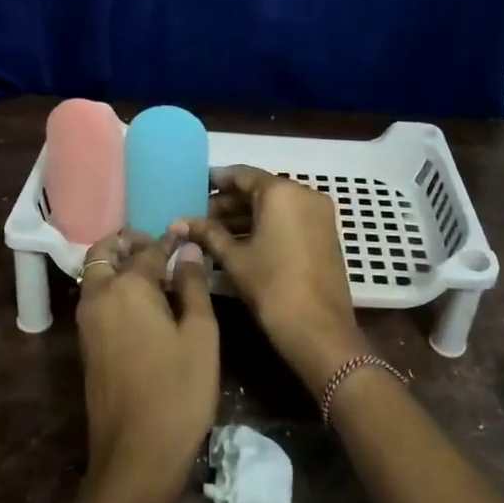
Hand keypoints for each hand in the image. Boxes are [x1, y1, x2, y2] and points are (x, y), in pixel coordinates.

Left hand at [76, 230, 219, 500]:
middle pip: (104, 252)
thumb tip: (187, 253)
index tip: (185, 233)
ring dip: (116, 263)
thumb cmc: (178, 391)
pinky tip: (143, 302)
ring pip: (95, 275)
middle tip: (158, 247)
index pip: (148, 249)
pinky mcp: (86, 344)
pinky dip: (111, 286)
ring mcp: (86, 322)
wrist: (136, 453)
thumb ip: (193, 287)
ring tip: (154, 272)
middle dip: (128, 242)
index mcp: (127, 287)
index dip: (169, 240)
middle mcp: (98, 296)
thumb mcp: (200, 336)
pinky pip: (95, 298)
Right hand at [183, 166, 362, 394]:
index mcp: (281, 191)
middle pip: (259, 189)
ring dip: (245, 216)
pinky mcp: (324, 233)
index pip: (242, 175)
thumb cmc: (271, 286)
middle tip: (200, 218)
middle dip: (229, 203)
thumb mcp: (234, 258)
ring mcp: (318, 214)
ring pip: (275, 206)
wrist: (318, 328)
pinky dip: (265, 225)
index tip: (195, 188)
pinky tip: (239, 242)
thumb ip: (207, 234)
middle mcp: (304, 194)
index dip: (216, 181)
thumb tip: (179, 222)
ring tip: (213, 233)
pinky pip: (289, 218)